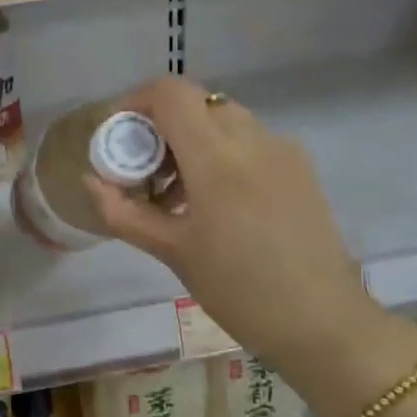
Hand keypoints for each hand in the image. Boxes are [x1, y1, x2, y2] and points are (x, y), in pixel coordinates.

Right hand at [86, 76, 416, 416]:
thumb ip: (125, 211)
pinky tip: (213, 202)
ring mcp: (282, 150)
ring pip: (223, 120)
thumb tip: (92, 181)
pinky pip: (250, 141)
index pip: (170, 93)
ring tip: (175, 194)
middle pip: (196, 104)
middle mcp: (253, 139)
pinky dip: (221, 153)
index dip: (135, 101)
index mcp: (217, 156)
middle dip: (161, 126)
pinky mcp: (300, 168)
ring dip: (191, 141)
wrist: (324, 323)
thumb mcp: (173, 251)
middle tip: (143, 171)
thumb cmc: (239, 289)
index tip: (118, 134)